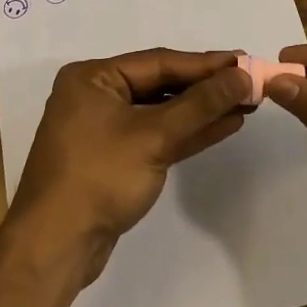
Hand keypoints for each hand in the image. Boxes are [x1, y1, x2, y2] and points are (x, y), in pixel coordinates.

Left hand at [10, 49, 249, 282]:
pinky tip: (224, 126)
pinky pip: (157, 136)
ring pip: (162, 112)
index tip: (245, 61)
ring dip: (202, 110)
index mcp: (93, 78)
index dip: (206, 64)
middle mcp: (96, 96)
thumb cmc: (99, 177)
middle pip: (161, 84)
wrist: (56, 245)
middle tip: (250, 82)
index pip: (159, 62)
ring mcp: (105, 129)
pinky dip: (188, 132)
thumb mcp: (154, 136)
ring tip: (246, 103)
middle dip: (206, 87)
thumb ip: (201, 104)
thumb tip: (244, 75)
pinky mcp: (115, 159)